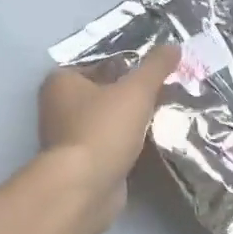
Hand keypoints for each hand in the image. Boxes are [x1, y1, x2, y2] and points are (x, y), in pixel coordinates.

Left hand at [38, 45, 178, 231]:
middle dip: (131, 92)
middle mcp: (58, 107)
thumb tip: (174, 45)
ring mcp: (68, 138)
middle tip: (165, 89)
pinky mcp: (82, 163)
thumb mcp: (136, 90)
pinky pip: (110, 143)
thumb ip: (156, 66)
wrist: (85, 188)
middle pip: (103, 91)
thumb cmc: (103, 129)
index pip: (97, 62)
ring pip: (107, 119)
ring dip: (131, 119)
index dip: (126, 62)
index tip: (154, 68)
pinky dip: (128, 142)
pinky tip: (152, 140)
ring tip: (165, 112)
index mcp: (61, 82)